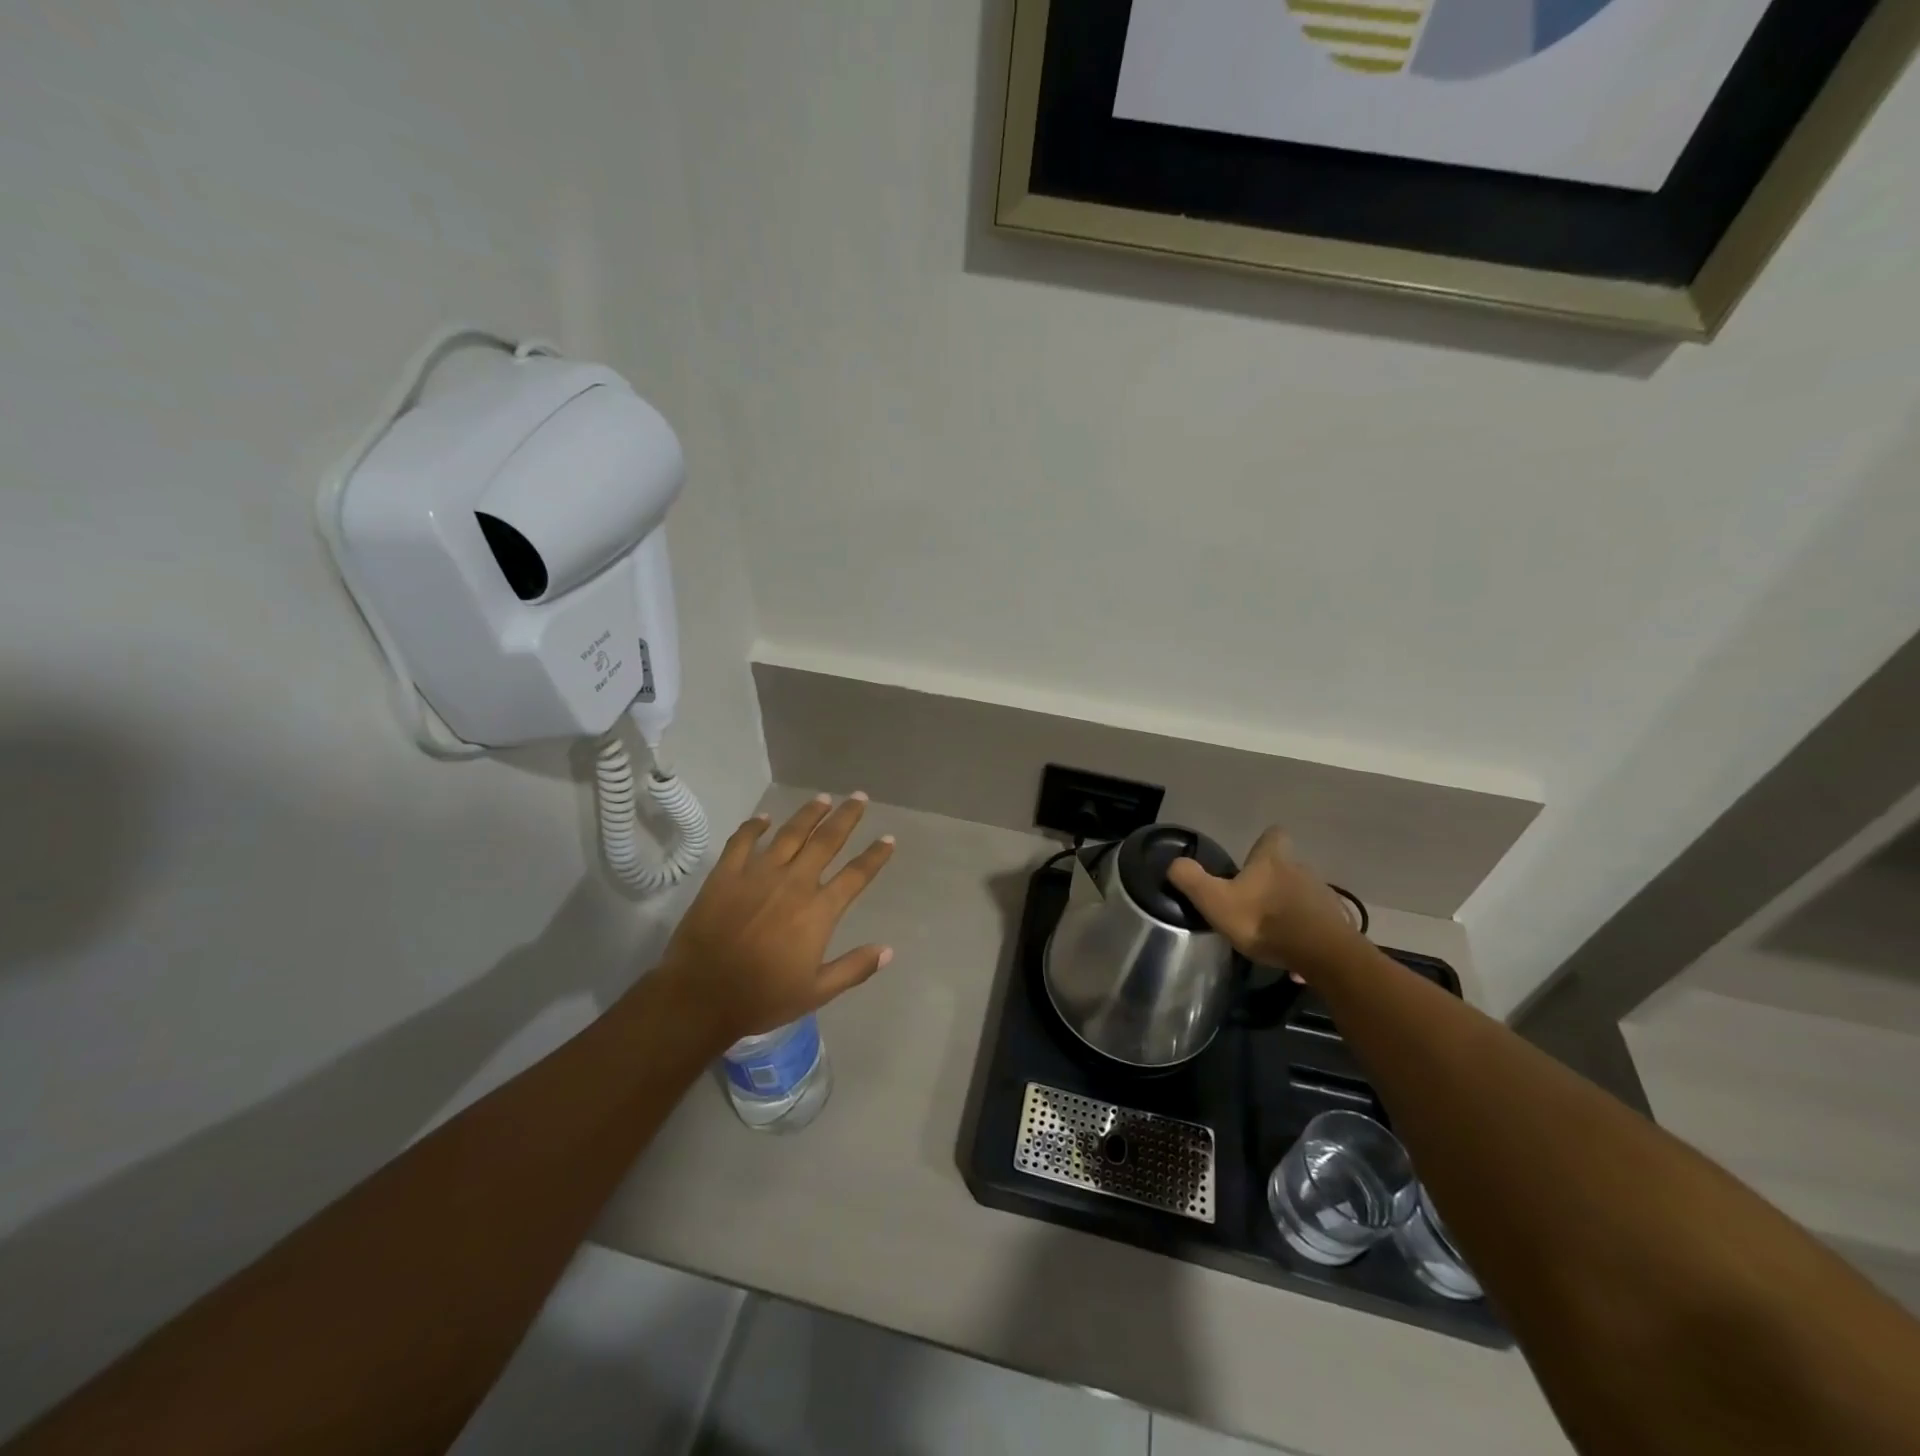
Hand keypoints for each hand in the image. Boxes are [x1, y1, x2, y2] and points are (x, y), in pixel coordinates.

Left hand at [657, 793, 895, 1044]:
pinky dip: (755, 826)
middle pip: (826, 841)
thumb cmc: (762, 998)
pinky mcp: (726, 874)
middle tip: (859, 797)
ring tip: (823, 798)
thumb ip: (854, 968)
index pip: (856, 875)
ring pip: (790, 834)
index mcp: (818, 911)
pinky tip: (764, 818)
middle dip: (846, 817)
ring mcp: (758, 874)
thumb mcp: (816, 992)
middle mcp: (794, 883)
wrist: (701, 996)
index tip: (888, 838)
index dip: (875, 856)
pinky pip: (743, 841)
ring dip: (809, 814)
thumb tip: (889, 950)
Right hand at [1167, 827, 1361, 977]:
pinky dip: (1305, 930)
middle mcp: (1301, 870)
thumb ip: (1192, 880)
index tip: (1252, 858)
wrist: (1322, 954)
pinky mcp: (1336, 922)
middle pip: (1286, 866)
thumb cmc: (1263, 921)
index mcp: (1272, 860)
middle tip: (1253, 902)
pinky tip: (1294, 950)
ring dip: (1289, 906)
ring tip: (1272, 931)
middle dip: (1272, 880)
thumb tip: (1175, 863)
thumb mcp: (1215, 901)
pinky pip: (1316, 921)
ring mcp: (1323, 896)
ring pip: (1302, 894)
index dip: (1263, 843)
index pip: (1274, 835)